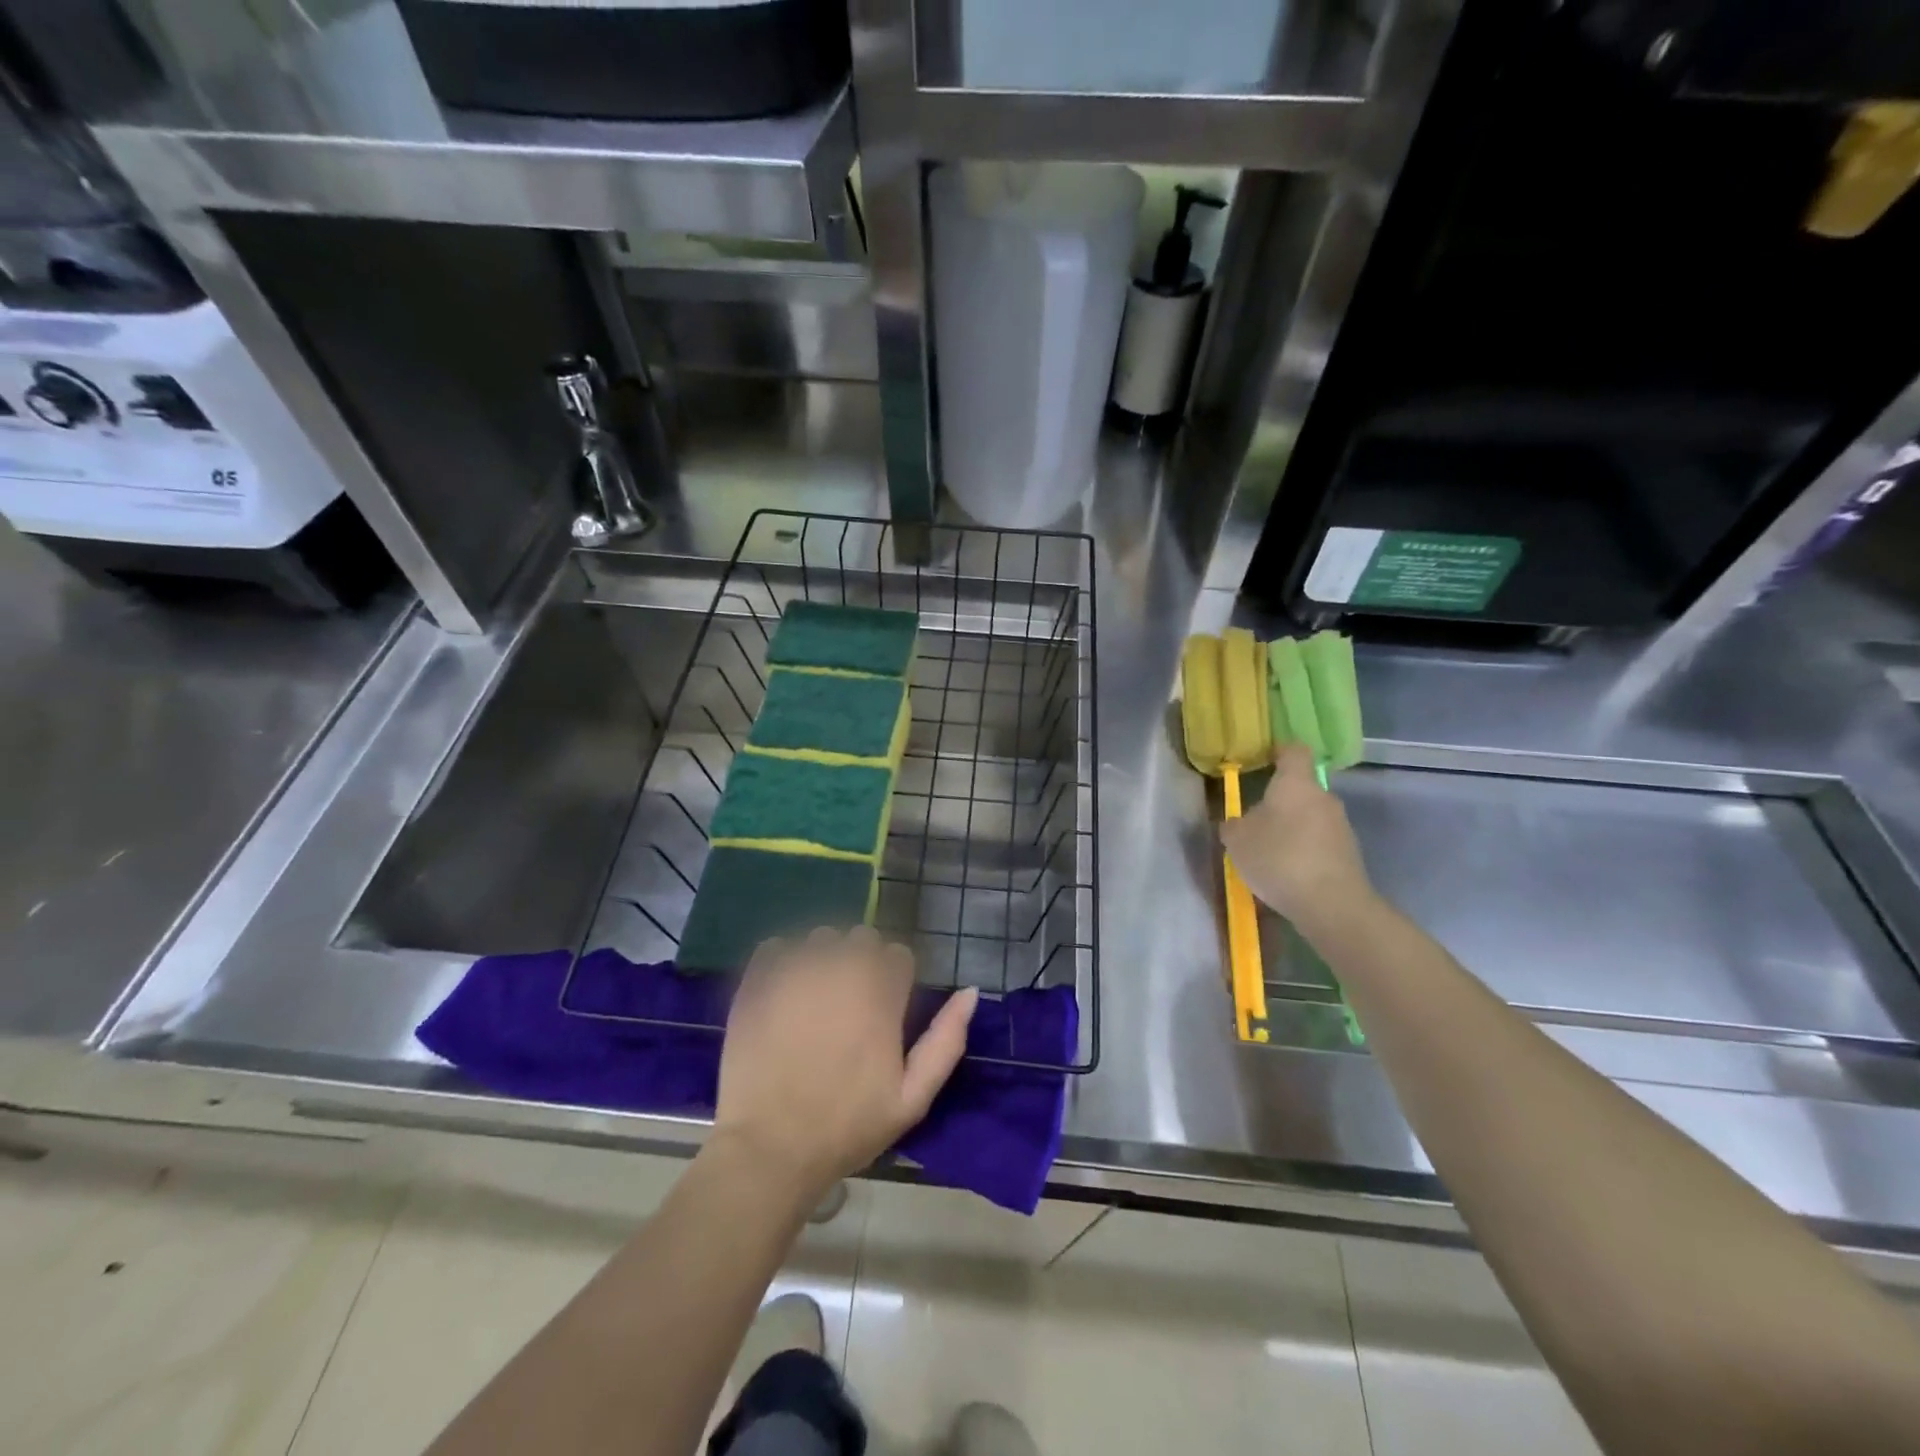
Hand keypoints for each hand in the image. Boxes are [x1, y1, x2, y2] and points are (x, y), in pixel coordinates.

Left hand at [713, 926, 976, 1201]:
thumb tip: (970, 992)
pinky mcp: (757, 981)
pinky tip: (783, 993)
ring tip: (815, 999)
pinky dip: (783, 961)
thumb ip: (946, 1040)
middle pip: (862, 938)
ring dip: (824, 958)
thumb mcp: (912, 1098)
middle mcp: (840, 970)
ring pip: (820, 938)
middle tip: (850, 1005)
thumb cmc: (846, 1127)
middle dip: (862, 962)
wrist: (769, 1148)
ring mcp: (795, 972)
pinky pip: (776, 946)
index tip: (885, 1009)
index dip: (895, 980)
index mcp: (880, 994)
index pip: (898, 955)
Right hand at [1219, 743, 1373, 933]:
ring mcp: (1341, 826)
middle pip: (1301, 788)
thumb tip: (1238, 822)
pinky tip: (1288, 872)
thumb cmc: (1279, 858)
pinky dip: (1304, 850)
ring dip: (1292, 828)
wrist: (1332, 905)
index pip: (1293, 751)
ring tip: (1269, 852)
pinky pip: (1319, 842)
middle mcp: (1323, 797)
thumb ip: (1234, 825)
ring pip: (1310, 817)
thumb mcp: (1237, 841)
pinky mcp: (1349, 854)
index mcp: (1296, 783)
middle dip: (1279, 800)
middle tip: (1255, 819)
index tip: (1263, 759)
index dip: (1278, 751)